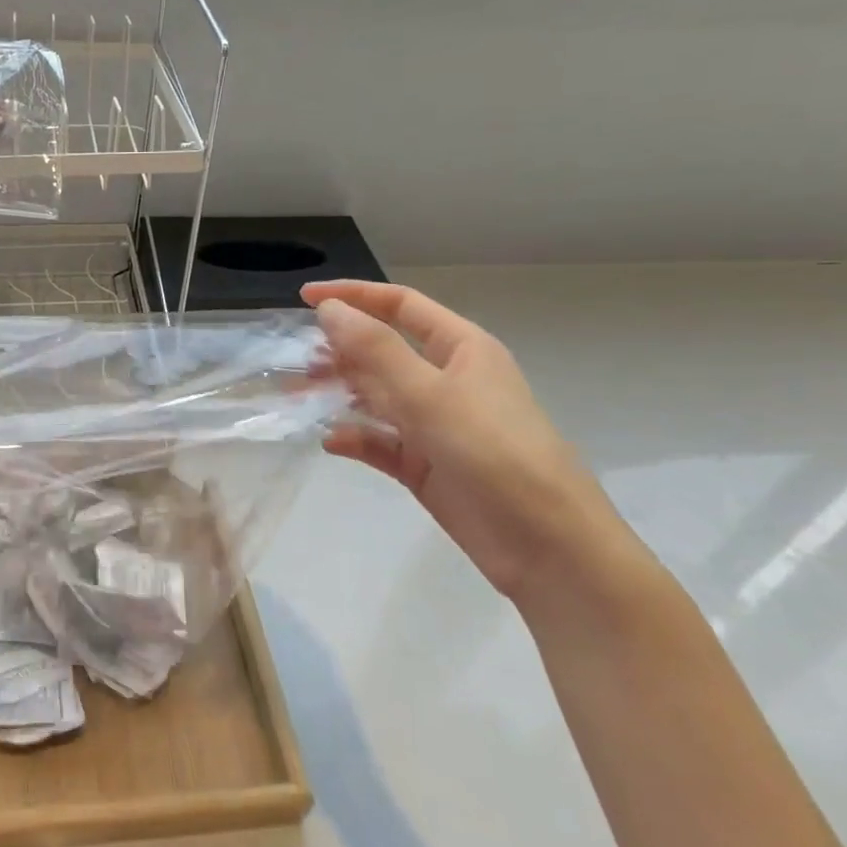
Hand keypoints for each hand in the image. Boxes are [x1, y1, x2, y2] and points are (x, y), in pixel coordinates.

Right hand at [305, 280, 634, 603]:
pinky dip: (354, 439)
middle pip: (382, 351)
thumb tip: (329, 309)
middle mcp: (446, 380)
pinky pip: (379, 442)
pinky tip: (330, 442)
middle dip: (339, 351)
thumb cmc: (495, 454)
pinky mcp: (425, 466)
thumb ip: (376, 350)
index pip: (400, 306)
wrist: (550, 550)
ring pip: (375, 397)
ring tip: (298, 397)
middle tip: (296, 361)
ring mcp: (434, 425)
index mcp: (461, 349)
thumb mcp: (431, 395)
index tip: (305, 298)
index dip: (354, 296)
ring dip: (339, 394)